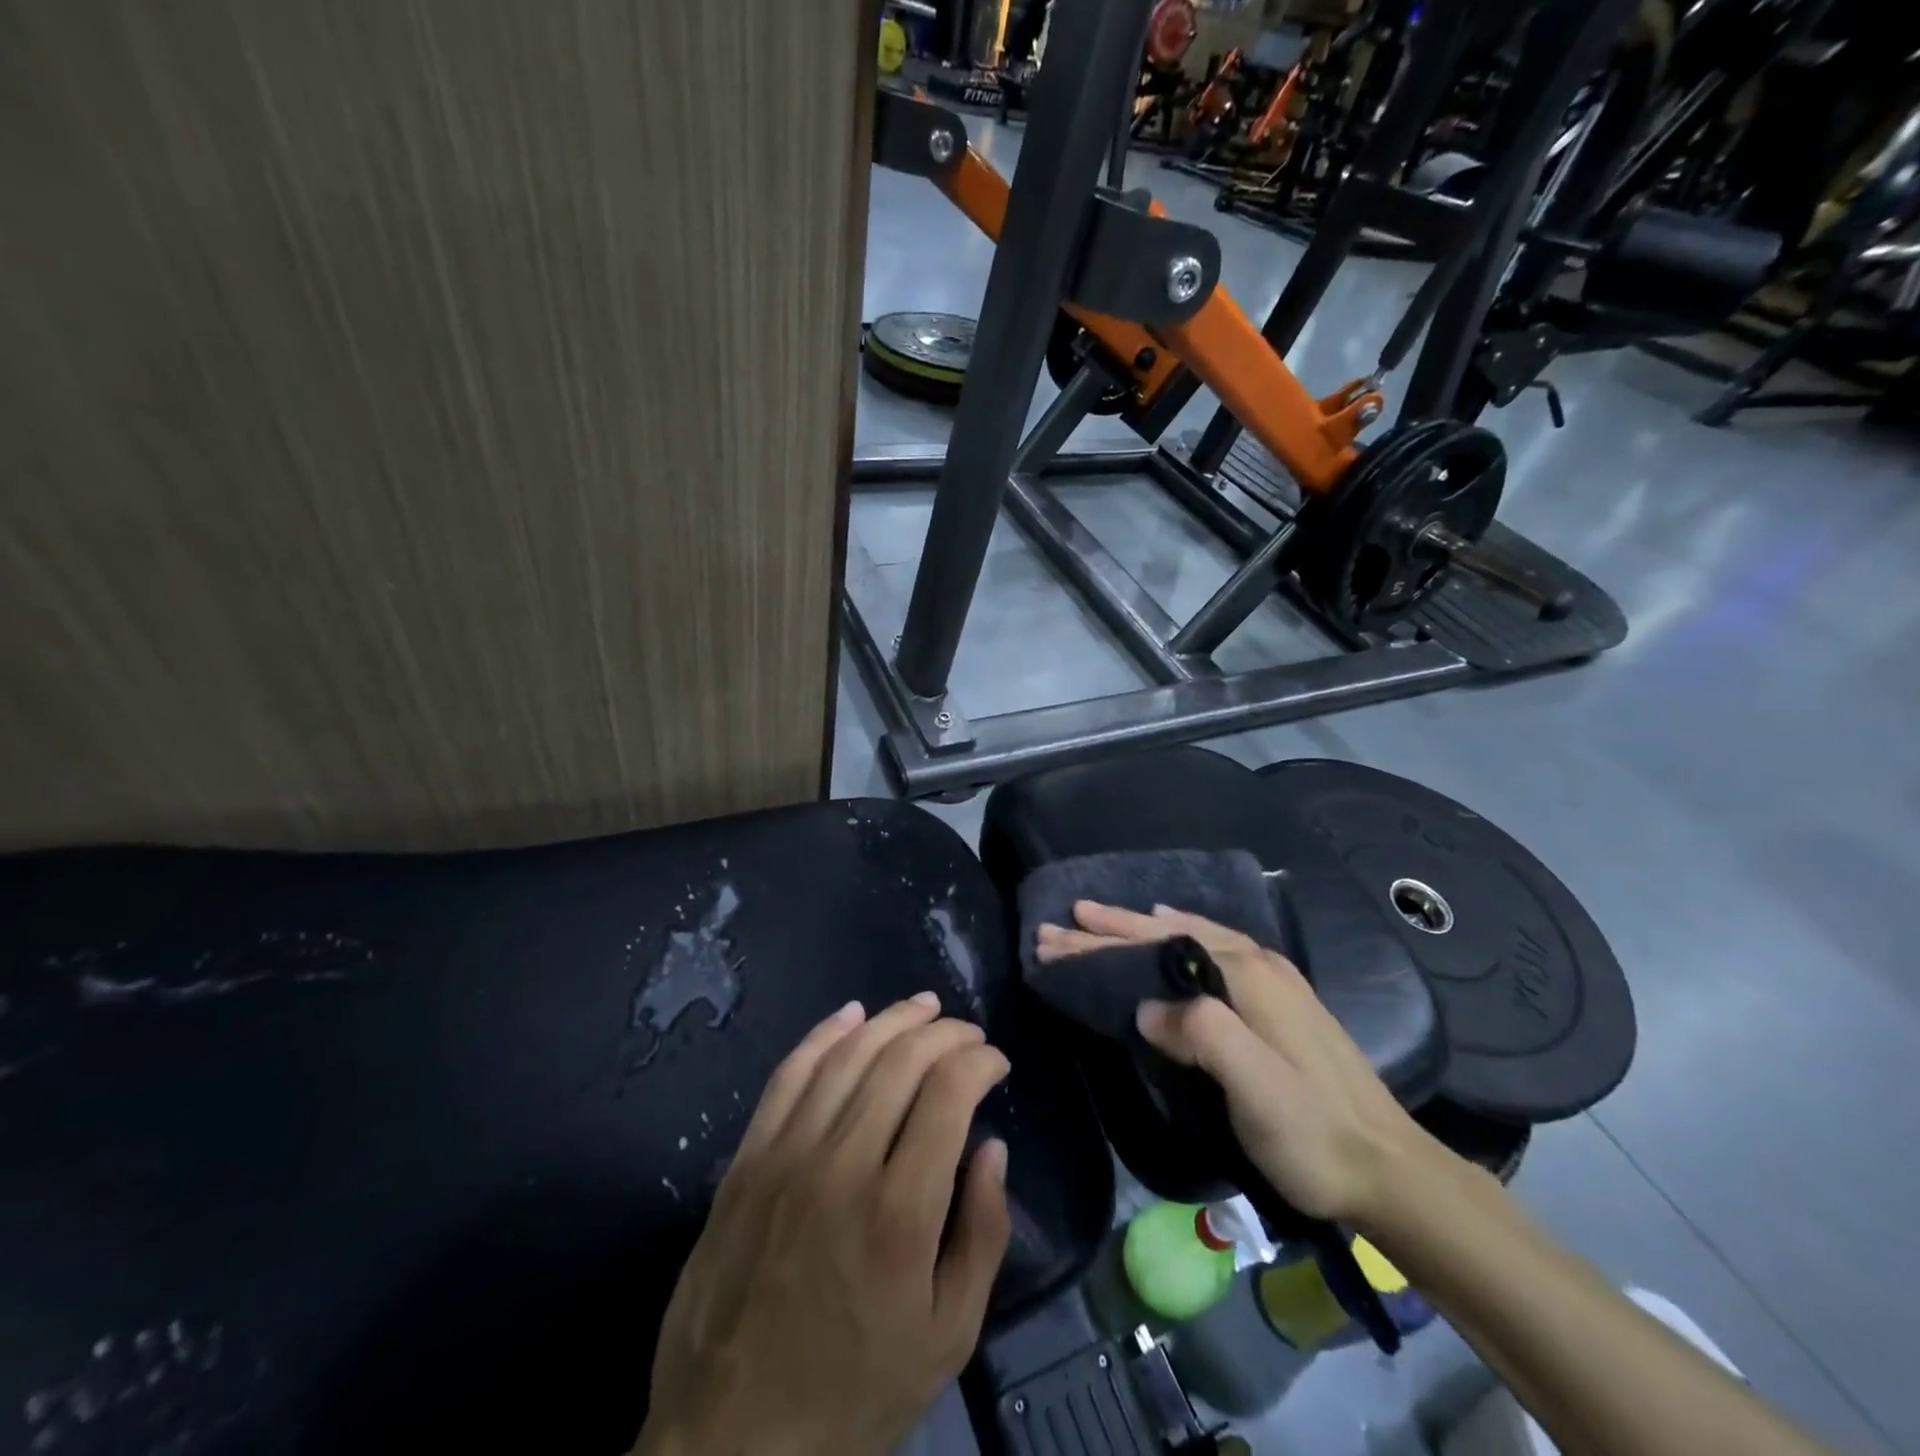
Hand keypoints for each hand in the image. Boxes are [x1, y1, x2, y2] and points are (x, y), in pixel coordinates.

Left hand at [634, 992, 1011, 1455]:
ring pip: (847, 1055)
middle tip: (969, 1032)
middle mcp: (841, 1165)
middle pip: (901, 1062)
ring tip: (924, 1007)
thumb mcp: (948, 1337)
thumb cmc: (854, 1390)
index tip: (997, 1062)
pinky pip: (789, 1074)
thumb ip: (982, 1235)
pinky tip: (851, 1014)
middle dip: (945, 1033)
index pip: (948, 1094)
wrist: (731, 1437)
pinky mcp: (747, 1159)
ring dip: (892, 1020)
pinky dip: (825, 1034)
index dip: (980, 1061)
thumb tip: (992, 1147)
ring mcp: (786, 1155)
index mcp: (899, 1212)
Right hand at [1035, 901, 1431, 1230]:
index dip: (1104, 938)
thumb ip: (1200, 1033)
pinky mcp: (1276, 1003)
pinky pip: (1209, 952)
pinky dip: (1175, 939)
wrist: (1391, 1172)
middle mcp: (1257, 964)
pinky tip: (1169, 937)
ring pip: (1190, 940)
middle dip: (1112, 928)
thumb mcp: (1255, 1087)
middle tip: (1063, 922)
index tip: (1056, 932)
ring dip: (1140, 930)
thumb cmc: (1315, 1132)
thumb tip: (1145, 1008)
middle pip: (1169, 935)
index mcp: (1247, 974)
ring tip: (1102, 920)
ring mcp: (1270, 981)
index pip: (1157, 944)